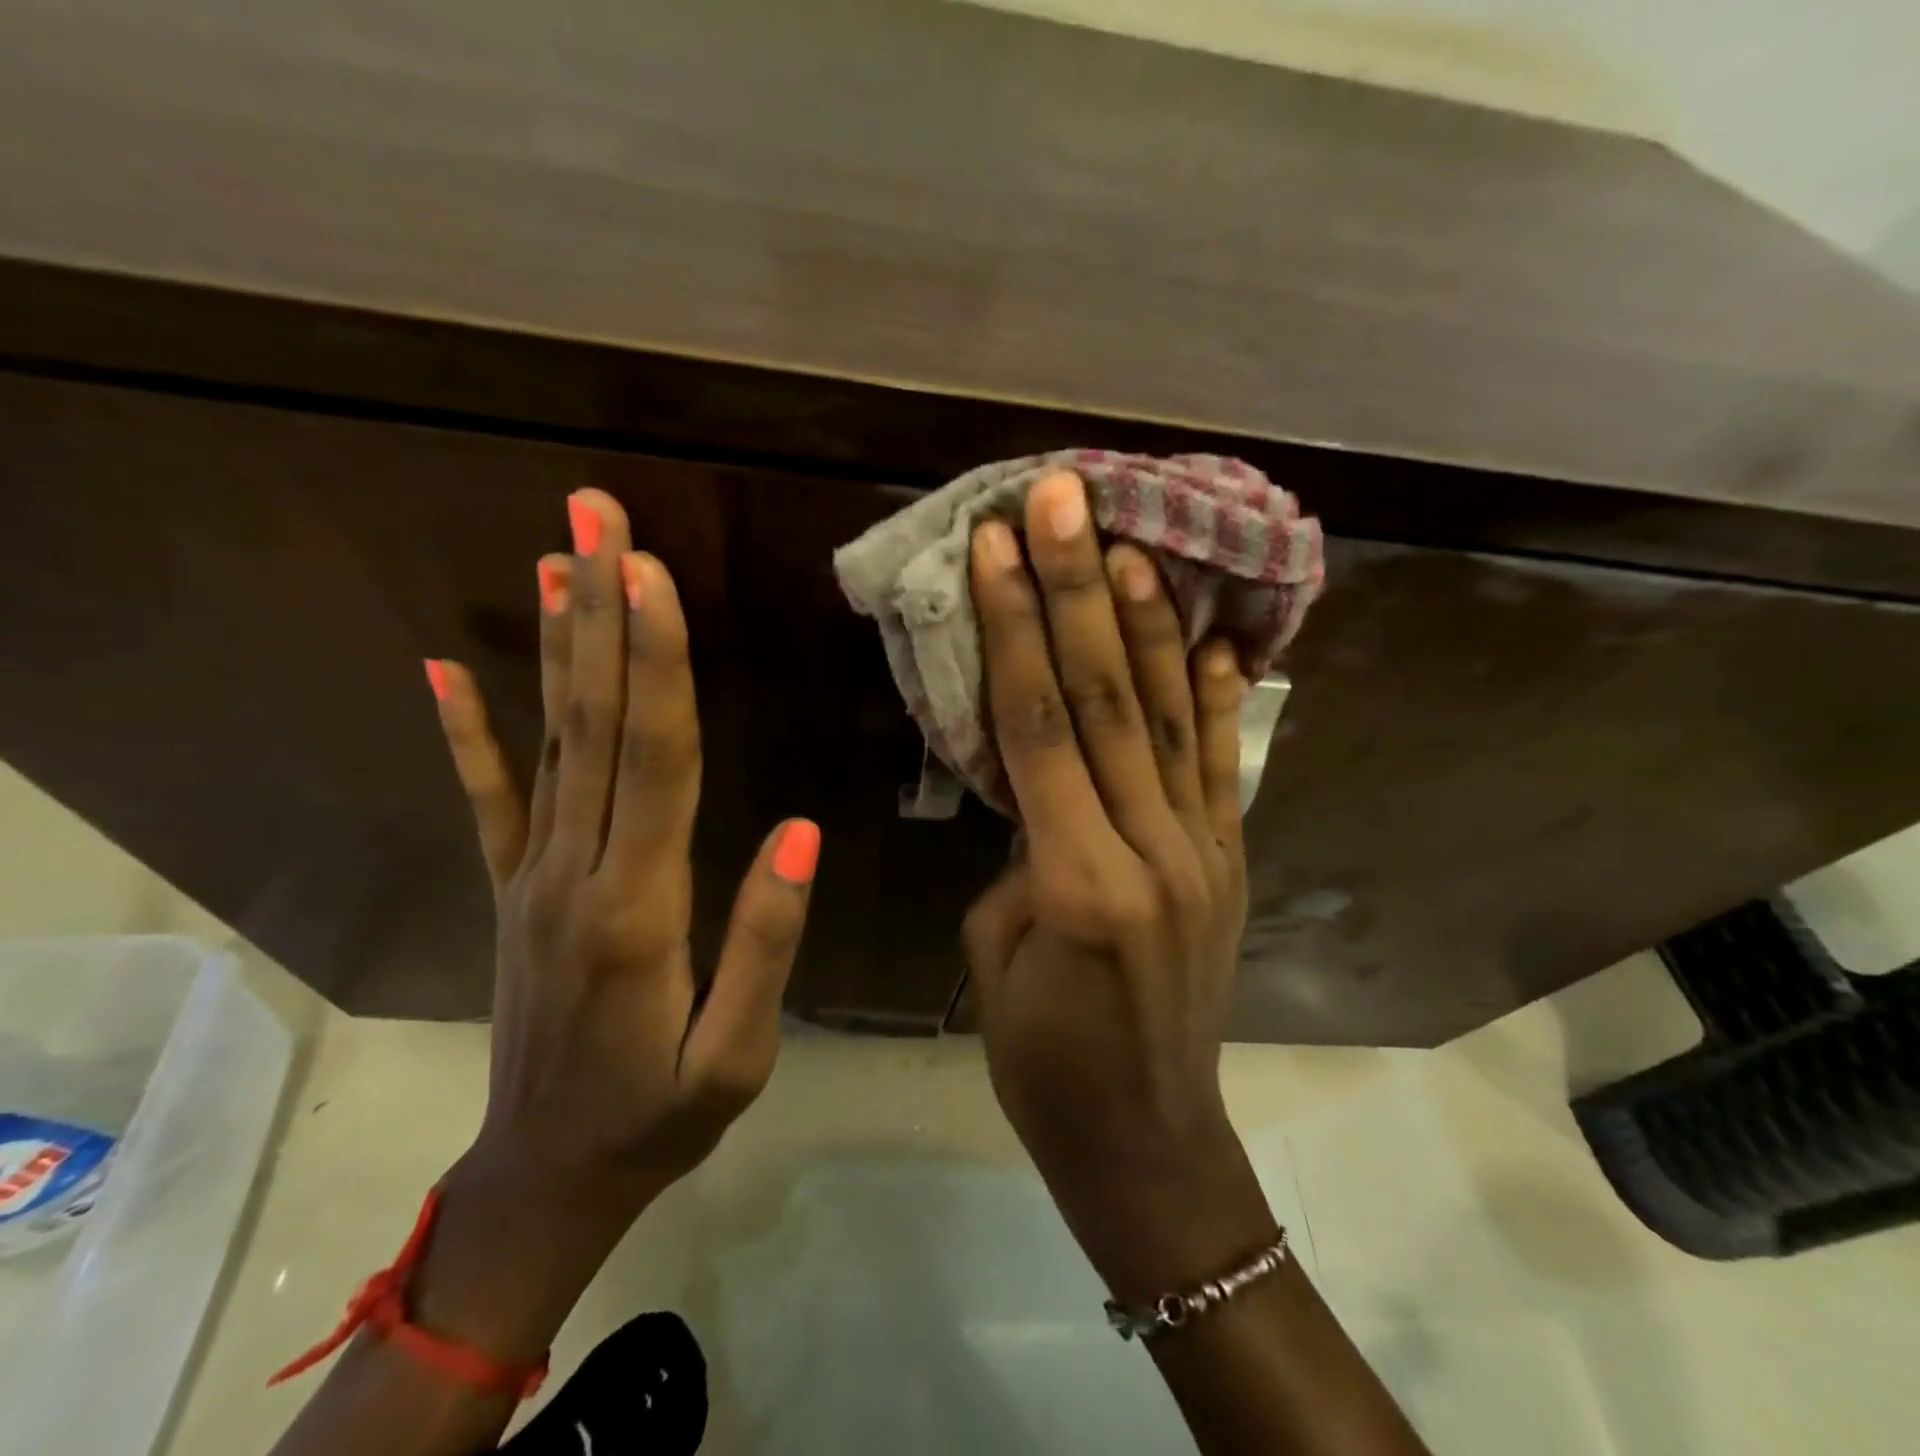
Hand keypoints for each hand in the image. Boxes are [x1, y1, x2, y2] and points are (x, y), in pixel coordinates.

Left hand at [428, 488, 819, 1220]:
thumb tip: (798, 830)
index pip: (653, 758)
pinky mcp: (511, 890)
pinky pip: (488, 798)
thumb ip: (765, 941)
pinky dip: (465, 731)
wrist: (545, 1180)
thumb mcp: (736, 1054)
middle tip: (593, 515)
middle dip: (599, 611)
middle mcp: (574, 870)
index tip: (648, 572)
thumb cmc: (659, 1118)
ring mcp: (531, 874)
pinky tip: (443, 668)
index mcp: (638, 906)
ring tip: (554, 558)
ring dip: (555, 644)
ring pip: (548, 741)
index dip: (655, 661)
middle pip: (594, 721)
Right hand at [961, 470, 1274, 1299]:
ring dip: (1145, 621)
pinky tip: (1211, 636)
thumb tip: (1039, 789)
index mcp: (1078, 879)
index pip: (1038, 726)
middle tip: (1062, 499)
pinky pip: (1221, 764)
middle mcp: (1153, 849)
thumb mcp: (998, 952)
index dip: (1014, 627)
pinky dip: (1214, 695)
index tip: (996, 546)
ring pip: (1168, 715)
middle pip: (1106, 697)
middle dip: (1078, 588)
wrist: (1148, 1136)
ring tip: (1129, 541)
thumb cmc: (1044, 1059)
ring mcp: (1205, 850)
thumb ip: (1021, 851)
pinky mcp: (1231, 860)